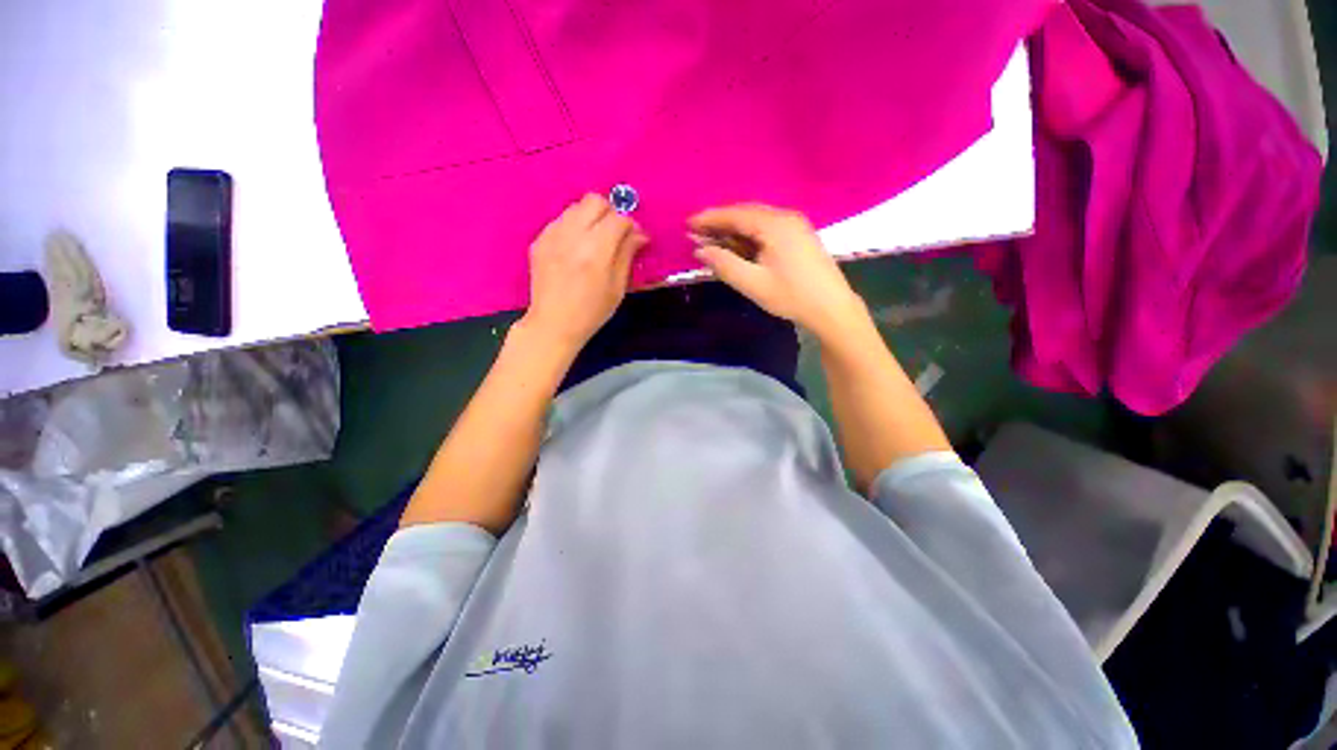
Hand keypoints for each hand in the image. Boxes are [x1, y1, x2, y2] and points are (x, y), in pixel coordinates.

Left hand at [521, 193, 646, 355]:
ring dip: (591, 218)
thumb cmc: (592, 312)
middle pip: (595, 201)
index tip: (636, 238)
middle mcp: (572, 235)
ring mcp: (552, 235)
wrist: (553, 324)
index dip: (632, 225)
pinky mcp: (539, 240)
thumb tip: (639, 234)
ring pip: (576, 207)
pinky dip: (574, 227)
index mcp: (596, 250)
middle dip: (611, 213)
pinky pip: (561, 220)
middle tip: (616, 234)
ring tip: (596, 240)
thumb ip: (627, 255)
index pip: (619, 218)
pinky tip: (576, 248)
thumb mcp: (617, 288)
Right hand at [689, 204, 866, 339]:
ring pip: (757, 221)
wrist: (832, 308)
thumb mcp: (753, 284)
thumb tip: (700, 250)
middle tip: (697, 233)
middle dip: (720, 222)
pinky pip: (767, 228)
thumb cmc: (791, 296)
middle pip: (746, 213)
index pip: (735, 215)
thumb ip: (725, 265)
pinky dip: (748, 235)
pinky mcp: (800, 236)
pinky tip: (739, 246)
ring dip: (734, 229)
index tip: (688, 223)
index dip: (710, 219)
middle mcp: (786, 217)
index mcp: (775, 225)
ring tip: (713, 240)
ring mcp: (796, 225)